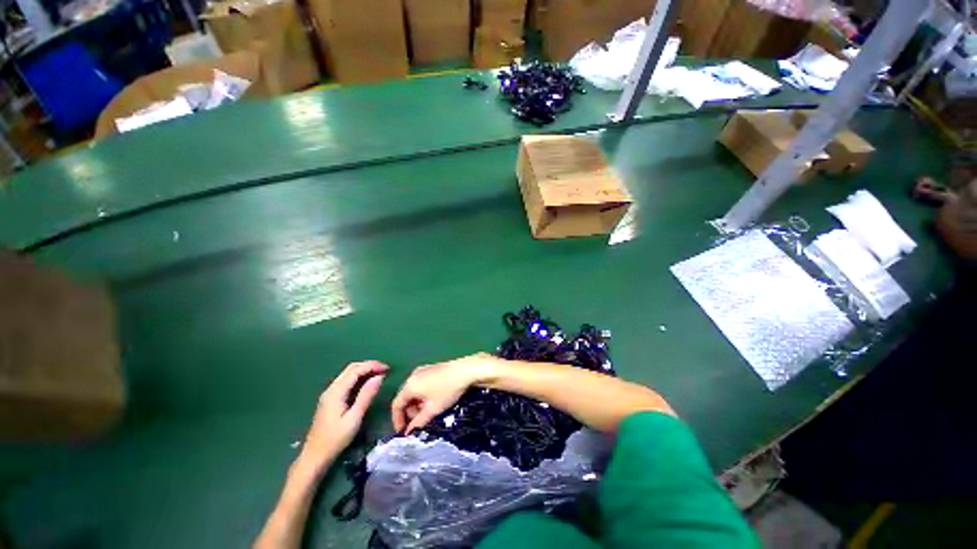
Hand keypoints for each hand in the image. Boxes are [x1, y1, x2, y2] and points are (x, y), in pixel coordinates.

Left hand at [298, 361, 387, 469]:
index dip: (372, 366)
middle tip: (385, 369)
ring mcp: (329, 394)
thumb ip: (366, 396)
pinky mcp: (330, 399)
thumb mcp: (354, 418)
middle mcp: (331, 389)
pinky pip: (346, 381)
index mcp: (336, 392)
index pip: (356, 370)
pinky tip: (367, 383)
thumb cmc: (335, 439)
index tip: (387, 368)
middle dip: (369, 366)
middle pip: (351, 368)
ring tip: (379, 374)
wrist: (314, 456)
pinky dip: (359, 377)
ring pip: (348, 374)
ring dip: (364, 370)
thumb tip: (380, 377)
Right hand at [391, 353, 499, 433]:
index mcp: (410, 385)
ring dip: (417, 404)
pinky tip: (433, 401)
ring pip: (414, 391)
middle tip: (418, 423)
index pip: (396, 405)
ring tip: (427, 413)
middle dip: (409, 412)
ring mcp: (422, 370)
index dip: (397, 420)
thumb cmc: (447, 390)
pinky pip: (421, 384)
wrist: (465, 370)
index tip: (402, 432)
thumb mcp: (433, 409)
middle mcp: (413, 375)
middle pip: (405, 397)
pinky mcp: (431, 368)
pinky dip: (423, 395)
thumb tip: (408, 432)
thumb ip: (418, 422)